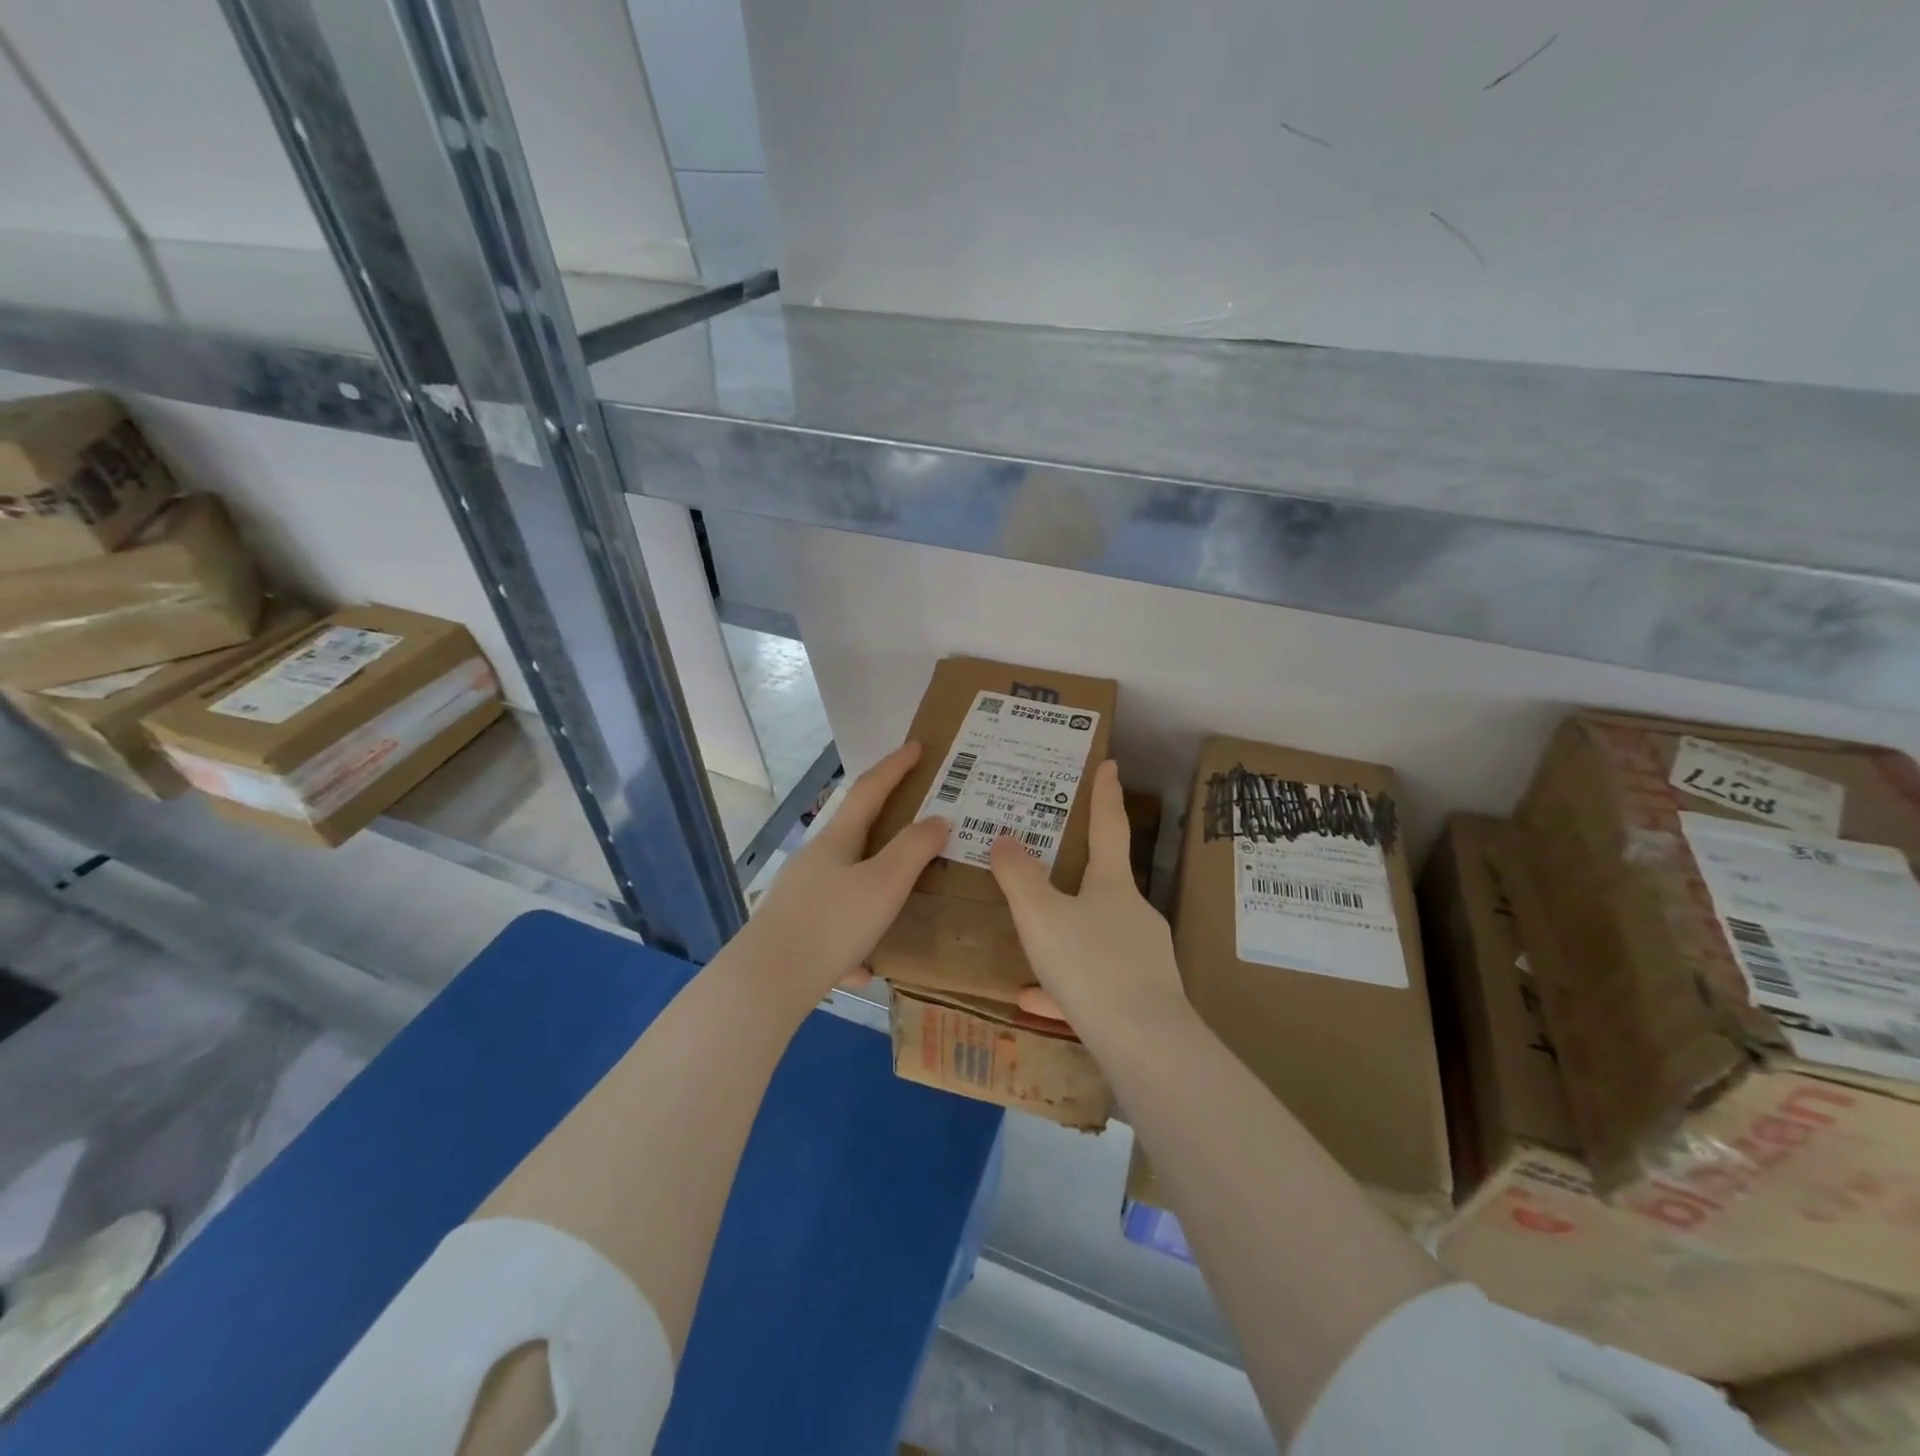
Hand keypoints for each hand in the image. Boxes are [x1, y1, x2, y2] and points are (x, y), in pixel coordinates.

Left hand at [737, 741, 949, 1001]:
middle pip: (855, 832)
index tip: (917, 746)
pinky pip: (835, 924)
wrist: (767, 982)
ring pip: (846, 881)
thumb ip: (913, 850)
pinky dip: (855, 936)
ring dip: (875, 884)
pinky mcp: (794, 929)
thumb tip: (938, 819)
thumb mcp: (884, 884)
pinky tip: (865, 965)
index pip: (870, 789)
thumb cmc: (832, 923)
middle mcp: (815, 860)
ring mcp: (800, 895)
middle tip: (919, 824)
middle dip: (887, 824)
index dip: (895, 766)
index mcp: (837, 840)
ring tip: (901, 901)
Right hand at [989, 760, 1187, 1036]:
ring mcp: (1142, 956)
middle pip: (1104, 883)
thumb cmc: (1090, 965)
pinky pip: (1096, 982)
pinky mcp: (1141, 997)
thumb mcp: (1041, 917)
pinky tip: (1036, 1000)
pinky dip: (1066, 985)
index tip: (1110, 762)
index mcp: (1113, 885)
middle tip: (1047, 868)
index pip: (1109, 826)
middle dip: (1078, 874)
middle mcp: (1134, 914)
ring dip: (1064, 935)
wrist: (1145, 1045)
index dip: (1105, 794)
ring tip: (1029, 947)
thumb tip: (1006, 838)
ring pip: (1095, 936)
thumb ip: (1019, 877)